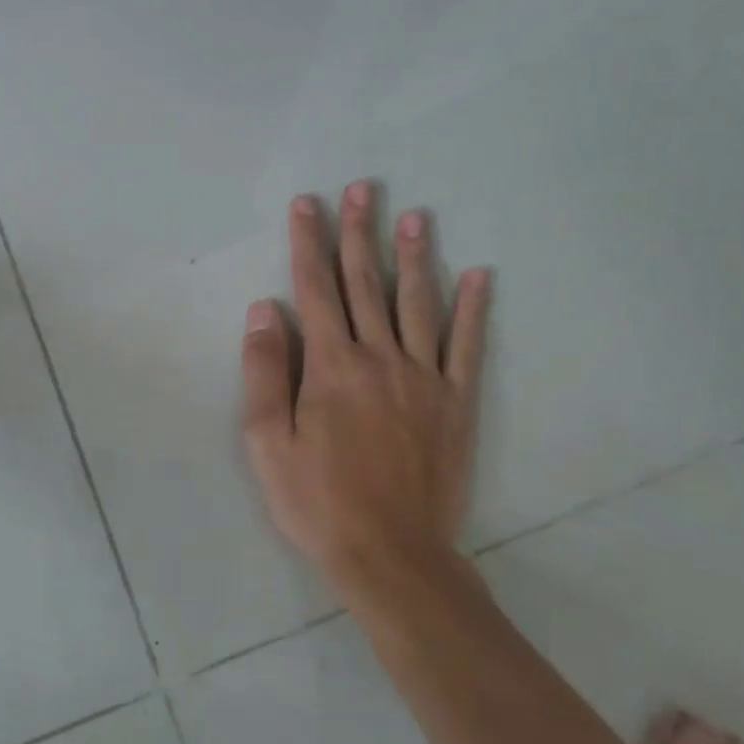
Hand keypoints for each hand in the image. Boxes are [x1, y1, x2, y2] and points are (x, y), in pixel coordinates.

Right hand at [241, 183, 490, 614]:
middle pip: (365, 283)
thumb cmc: (317, 501)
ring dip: (414, 256)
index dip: (308, 242)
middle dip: (359, 233)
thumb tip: (264, 310)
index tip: (308, 203)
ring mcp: (424, 378)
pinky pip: (467, 346)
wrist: (391, 554)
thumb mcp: (266, 442)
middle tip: (362, 188)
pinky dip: (473, 309)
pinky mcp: (456, 403)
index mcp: (330, 366)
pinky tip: (479, 275)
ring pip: (417, 303)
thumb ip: (264, 371)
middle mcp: (379, 358)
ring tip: (415, 215)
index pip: (315, 288)